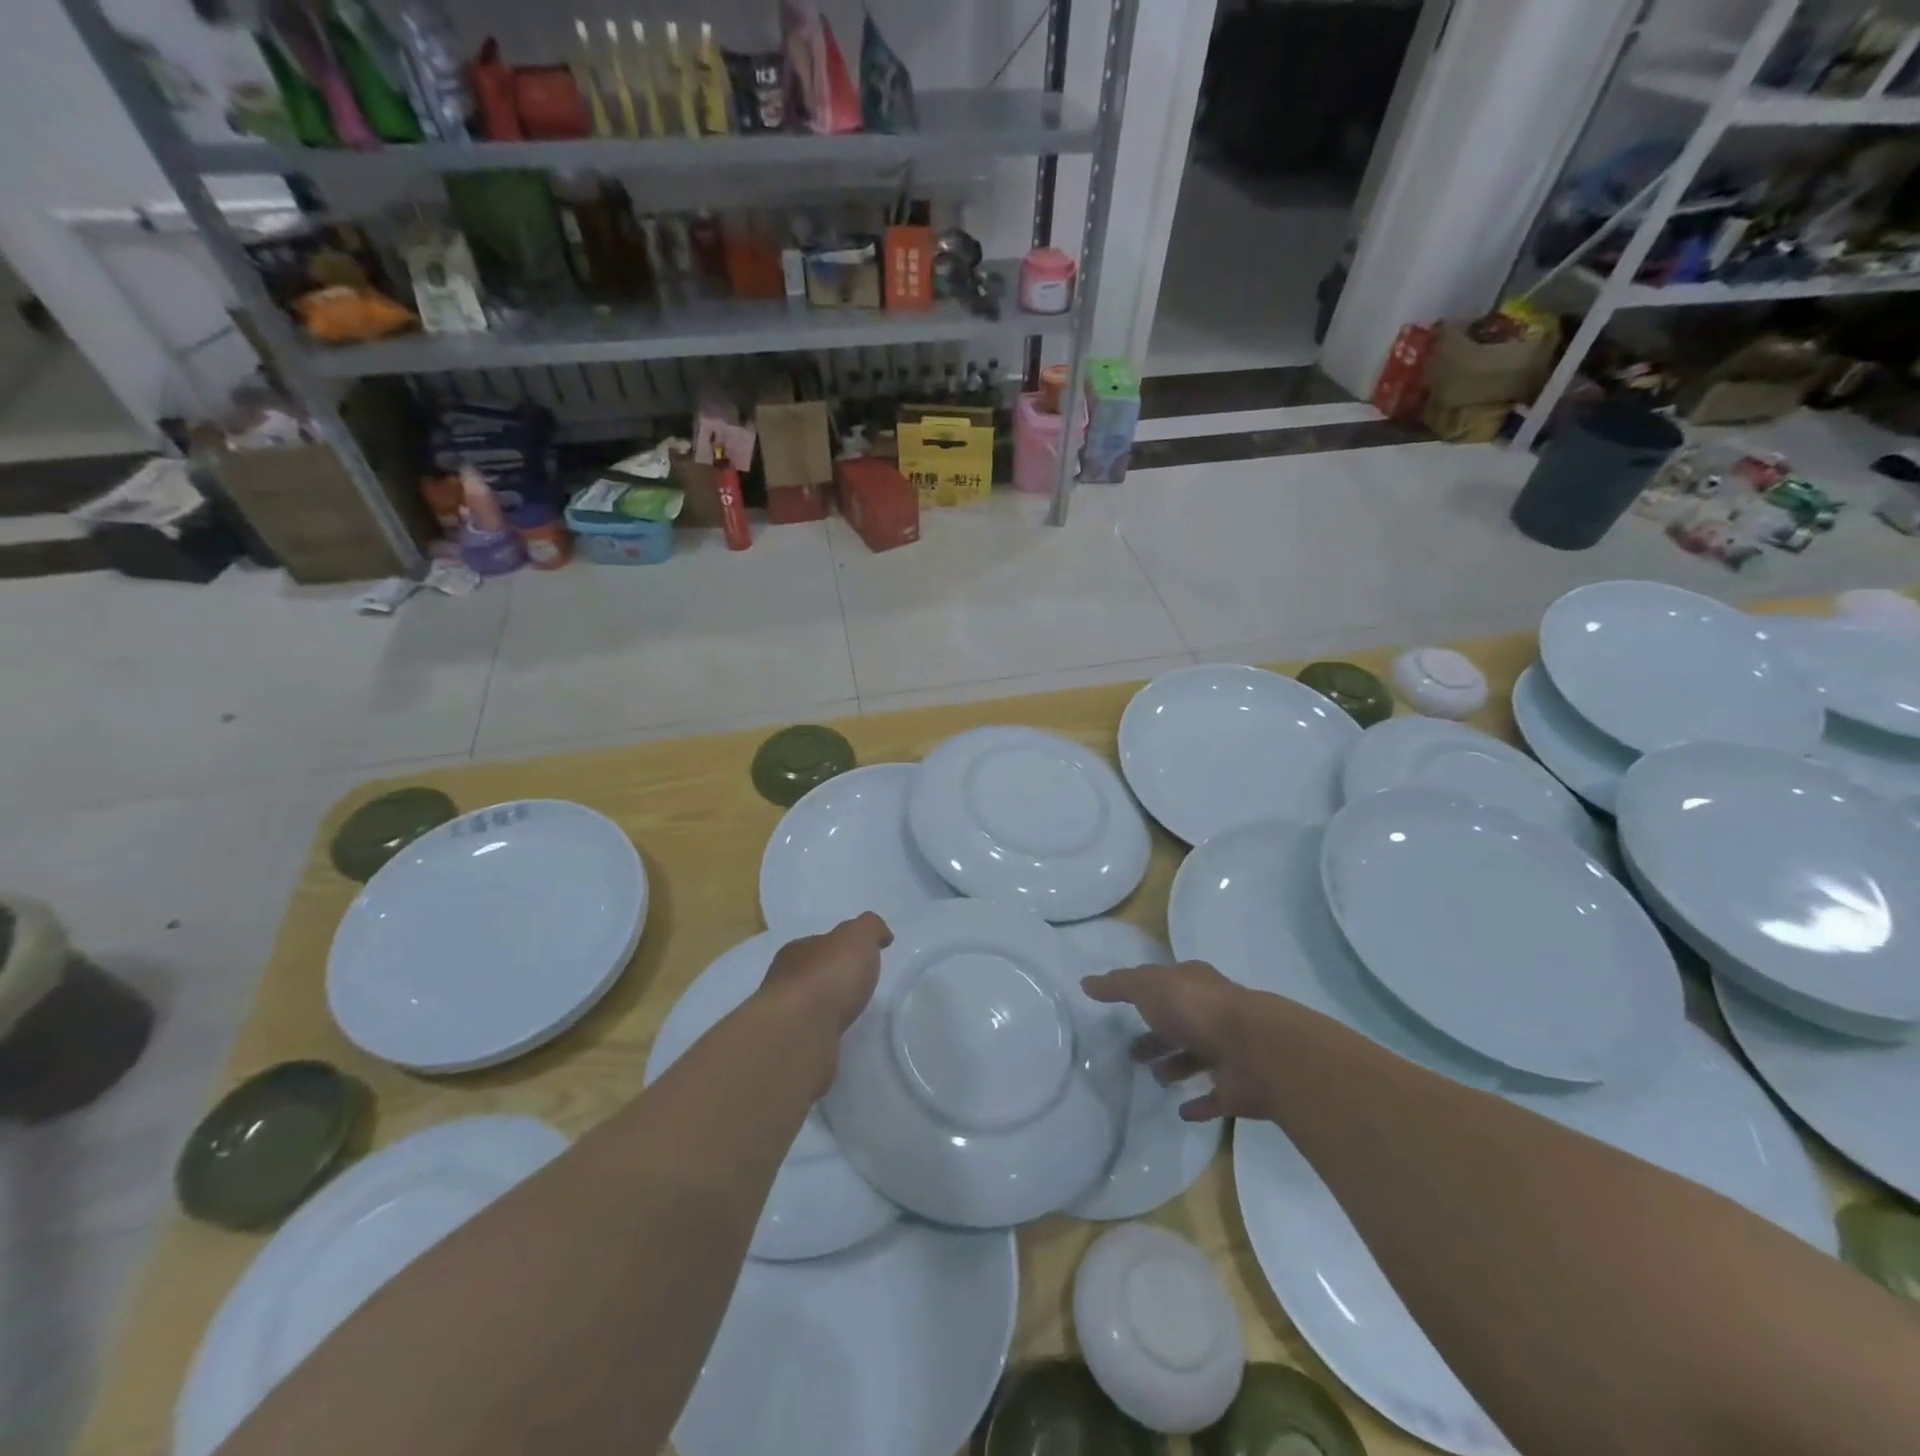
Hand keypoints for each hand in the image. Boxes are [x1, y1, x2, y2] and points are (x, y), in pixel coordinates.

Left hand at [758, 913, 892, 1036]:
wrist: (800, 1033)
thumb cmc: (829, 976)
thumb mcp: (858, 937)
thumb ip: (870, 928)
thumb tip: (881, 934)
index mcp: (797, 950)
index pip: (819, 944)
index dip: (839, 947)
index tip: (859, 957)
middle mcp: (783, 981)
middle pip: (811, 974)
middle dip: (831, 979)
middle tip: (856, 987)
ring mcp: (784, 1018)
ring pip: (808, 1007)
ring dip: (825, 1009)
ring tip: (849, 1015)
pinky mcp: (789, 1049)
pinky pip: (810, 1035)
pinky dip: (822, 1034)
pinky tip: (836, 1038)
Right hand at [1082, 961, 1266, 1122]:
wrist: (1256, 1050)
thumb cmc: (1196, 1010)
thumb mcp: (1149, 987)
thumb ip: (1118, 985)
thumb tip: (1086, 982)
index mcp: (1194, 985)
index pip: (1166, 983)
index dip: (1146, 991)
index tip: (1123, 1005)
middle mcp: (1213, 1014)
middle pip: (1179, 1023)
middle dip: (1156, 1034)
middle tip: (1130, 1052)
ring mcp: (1228, 1051)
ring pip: (1196, 1058)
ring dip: (1175, 1066)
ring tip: (1153, 1078)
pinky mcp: (1238, 1089)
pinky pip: (1214, 1098)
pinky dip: (1199, 1105)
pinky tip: (1180, 1112)